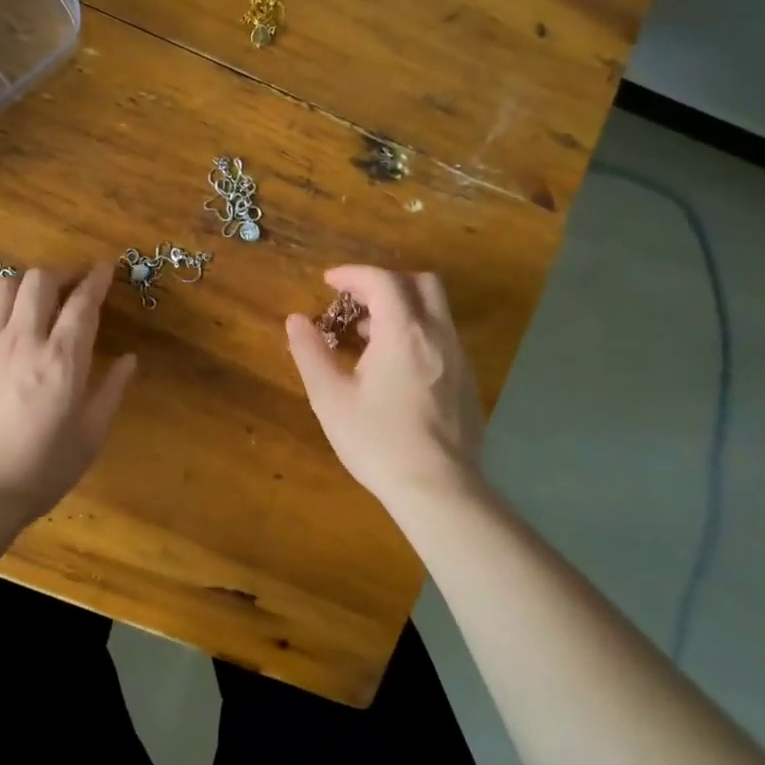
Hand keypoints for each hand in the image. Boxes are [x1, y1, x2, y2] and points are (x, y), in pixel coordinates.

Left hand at [0, 266, 137, 520]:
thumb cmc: (42, 468)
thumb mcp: (90, 435)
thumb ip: (112, 390)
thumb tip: (129, 358)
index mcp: (63, 359)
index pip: (84, 302)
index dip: (97, 278)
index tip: (106, 267)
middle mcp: (24, 340)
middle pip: (39, 279)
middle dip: (61, 273)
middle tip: (72, 286)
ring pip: (2, 286)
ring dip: (23, 285)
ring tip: (34, 300)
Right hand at [285, 266, 483, 510]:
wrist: (439, 490)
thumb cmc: (378, 441)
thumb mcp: (330, 398)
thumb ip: (310, 352)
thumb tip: (296, 320)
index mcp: (403, 332)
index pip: (382, 280)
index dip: (353, 274)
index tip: (329, 283)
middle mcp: (438, 335)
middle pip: (421, 283)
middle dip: (386, 282)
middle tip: (356, 301)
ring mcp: (459, 358)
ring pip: (436, 311)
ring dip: (402, 308)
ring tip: (369, 337)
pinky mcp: (468, 382)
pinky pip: (443, 338)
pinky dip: (418, 332)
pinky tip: (396, 368)